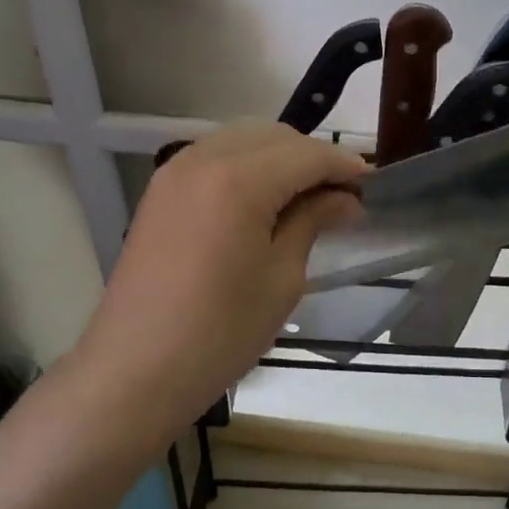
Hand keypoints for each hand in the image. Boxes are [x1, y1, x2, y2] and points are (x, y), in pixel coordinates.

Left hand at [69, 123, 366, 431]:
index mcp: (239, 180)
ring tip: (307, 197)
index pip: (307, 155)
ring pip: (243, 141)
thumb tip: (345, 200)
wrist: (135, 371)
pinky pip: (215, 157)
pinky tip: (264, 199)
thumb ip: (313, 221)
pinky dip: (247, 166)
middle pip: (275, 138)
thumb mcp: (282, 277)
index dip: (344, 167)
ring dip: (280, 158)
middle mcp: (204, 159)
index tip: (374, 185)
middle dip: (313, 158)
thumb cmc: (220, 332)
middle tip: (343, 196)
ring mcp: (175, 172)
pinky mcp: (161, 191)